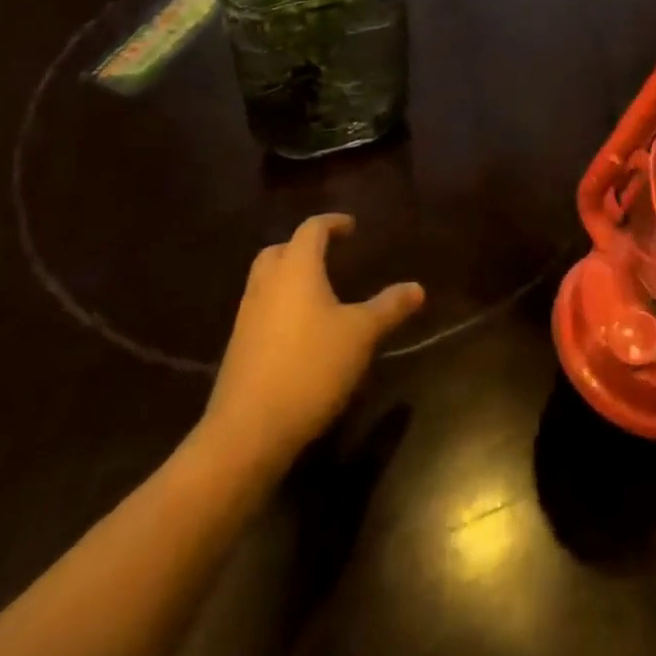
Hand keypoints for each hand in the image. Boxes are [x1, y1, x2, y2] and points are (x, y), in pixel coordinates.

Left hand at [194, 214, 423, 480]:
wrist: (248, 432)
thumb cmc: (311, 367)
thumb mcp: (361, 335)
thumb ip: (389, 307)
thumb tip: (417, 288)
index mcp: (296, 269)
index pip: (311, 230)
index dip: (332, 223)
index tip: (351, 227)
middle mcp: (267, 285)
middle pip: (279, 251)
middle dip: (303, 247)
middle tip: (329, 255)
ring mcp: (247, 318)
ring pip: (266, 282)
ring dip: (289, 278)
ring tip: (319, 293)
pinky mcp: (238, 349)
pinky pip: (260, 311)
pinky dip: (281, 307)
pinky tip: (302, 331)